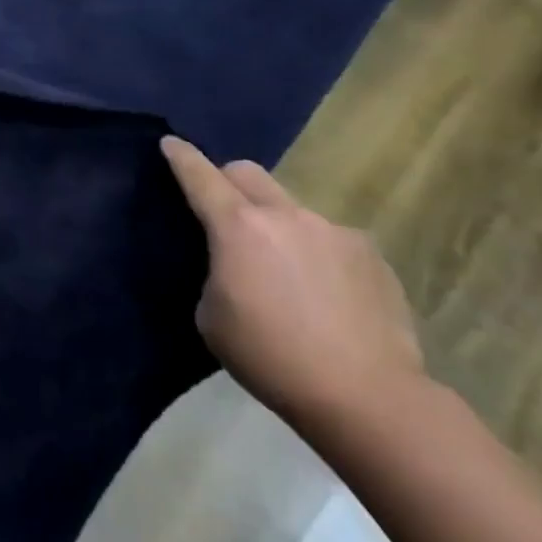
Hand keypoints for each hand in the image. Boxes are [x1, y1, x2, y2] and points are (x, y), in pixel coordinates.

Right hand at [160, 136, 424, 431]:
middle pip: (247, 173)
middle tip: (226, 214)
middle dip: (228, 182)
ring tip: (286, 275)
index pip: (199, 175)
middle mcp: (285, 215)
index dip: (180, 156)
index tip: (170, 143)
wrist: (369, 398)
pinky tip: (326, 296)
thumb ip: (216, 273)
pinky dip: (317, 255)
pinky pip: (330, 240)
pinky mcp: (370, 254)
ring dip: (278, 227)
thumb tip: (234, 265)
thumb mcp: (212, 318)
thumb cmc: (273, 358)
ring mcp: (333, 231)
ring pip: (291, 210)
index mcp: (238, 227)